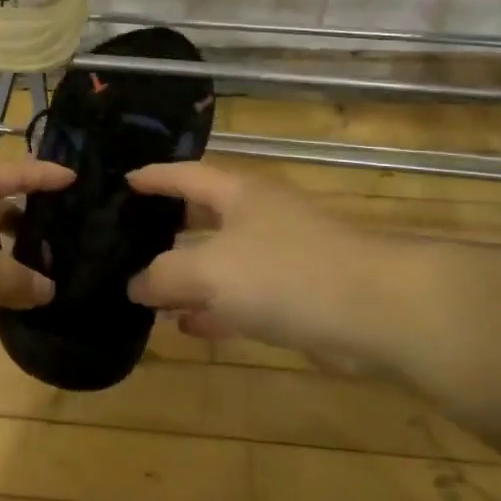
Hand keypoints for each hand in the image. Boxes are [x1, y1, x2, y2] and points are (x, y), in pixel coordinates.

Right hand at [126, 162, 371, 367]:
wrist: (376, 311)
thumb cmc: (284, 273)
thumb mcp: (209, 270)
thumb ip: (165, 276)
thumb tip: (135, 285)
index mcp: (239, 193)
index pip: (186, 175)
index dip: (154, 177)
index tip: (124, 182)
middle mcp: (259, 216)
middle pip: (204, 215)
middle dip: (169, 227)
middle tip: (130, 238)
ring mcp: (281, 255)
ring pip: (222, 260)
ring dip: (189, 276)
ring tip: (149, 292)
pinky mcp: (298, 293)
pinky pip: (244, 296)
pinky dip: (215, 308)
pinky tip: (189, 326)